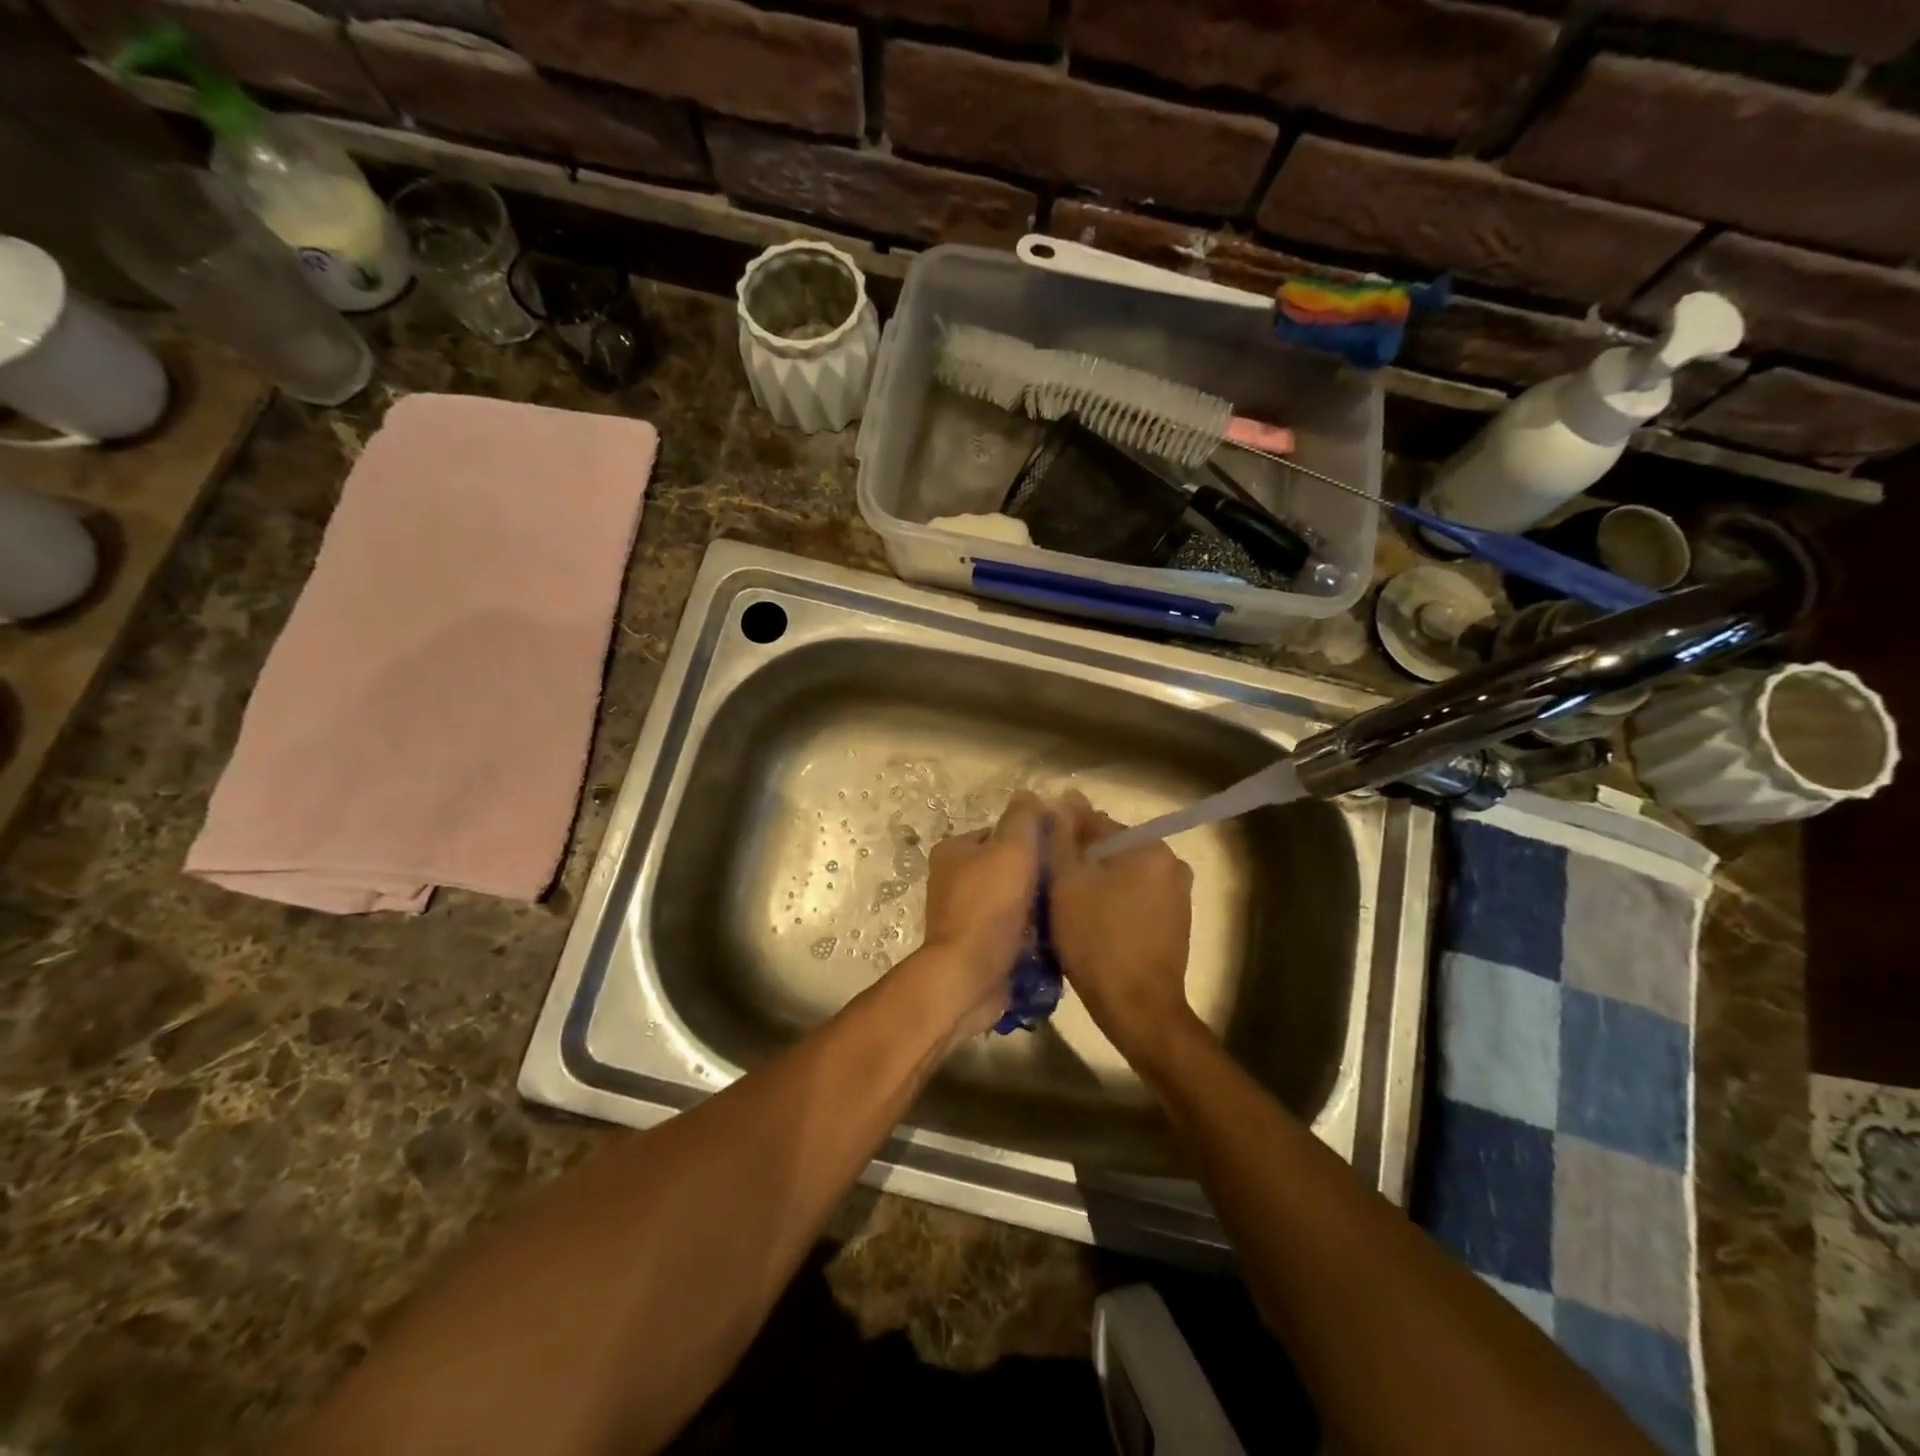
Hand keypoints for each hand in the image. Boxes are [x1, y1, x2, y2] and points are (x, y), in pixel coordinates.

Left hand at [914, 791, 1045, 1038]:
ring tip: (1066, 909)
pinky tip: (1053, 936)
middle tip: (1069, 881)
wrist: (969, 976)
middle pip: (1007, 867)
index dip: (1032, 838)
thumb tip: (1030, 795)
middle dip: (1037, 873)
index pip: (1000, 832)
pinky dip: (1029, 932)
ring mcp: (962, 915)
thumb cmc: (989, 906)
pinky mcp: (975, 946)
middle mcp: (952, 880)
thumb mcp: (1011, 849)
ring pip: (1012, 900)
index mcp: (954, 851)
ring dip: (1036, 905)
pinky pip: (1010, 930)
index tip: (1062, 849)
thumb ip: (1022, 819)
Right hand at [1049, 793, 1199, 1066]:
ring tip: (1064, 903)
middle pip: (1111, 848)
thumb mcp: (1066, 882)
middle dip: (1080, 859)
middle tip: (1047, 880)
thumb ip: (1061, 836)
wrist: (1137, 1008)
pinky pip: (1135, 898)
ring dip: (1095, 881)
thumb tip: (1063, 799)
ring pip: (1122, 874)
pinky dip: (1113, 902)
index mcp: (1148, 846)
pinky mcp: (1175, 922)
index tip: (1038, 849)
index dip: (1062, 833)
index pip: (1095, 822)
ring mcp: (1177, 894)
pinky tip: (1090, 921)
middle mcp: (1170, 862)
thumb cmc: (1096, 940)